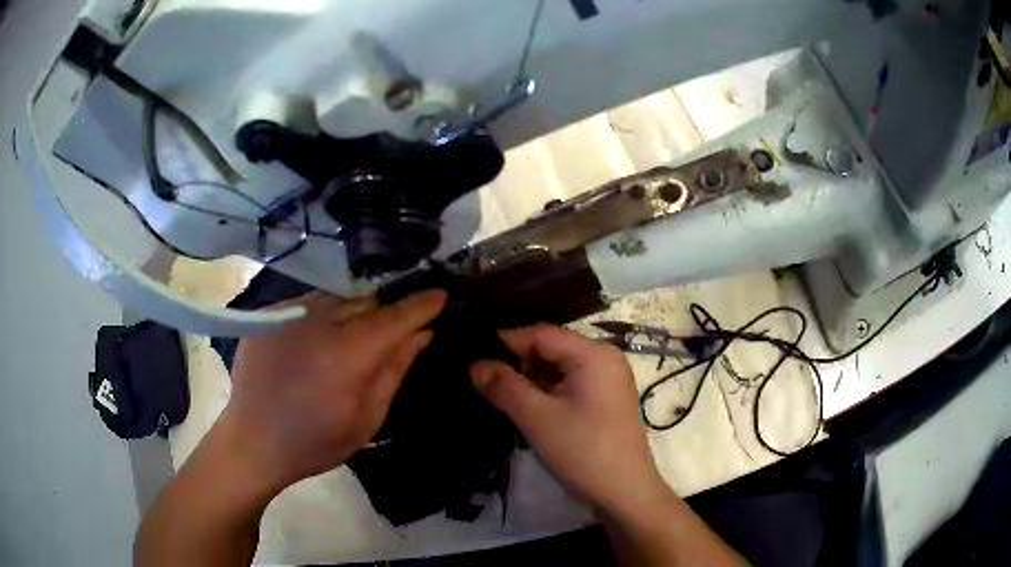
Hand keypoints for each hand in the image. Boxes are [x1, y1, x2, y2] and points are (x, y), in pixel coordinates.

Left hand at [220, 289, 446, 492]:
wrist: (253, 441)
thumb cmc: (314, 442)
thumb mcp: (366, 419)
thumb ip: (394, 371)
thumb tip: (422, 334)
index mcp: (346, 354)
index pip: (395, 317)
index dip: (421, 305)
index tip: (442, 295)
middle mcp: (318, 322)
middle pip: (368, 301)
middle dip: (388, 312)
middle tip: (397, 331)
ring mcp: (290, 314)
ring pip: (339, 297)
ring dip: (356, 311)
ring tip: (356, 337)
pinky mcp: (271, 314)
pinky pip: (311, 302)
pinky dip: (326, 314)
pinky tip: (321, 340)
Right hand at [469, 324, 669, 516]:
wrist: (625, 493)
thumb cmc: (583, 452)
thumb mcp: (537, 418)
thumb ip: (503, 386)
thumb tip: (473, 363)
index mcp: (594, 354)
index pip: (541, 334)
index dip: (505, 342)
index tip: (473, 355)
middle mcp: (605, 359)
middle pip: (551, 349)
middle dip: (517, 363)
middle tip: (484, 380)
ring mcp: (608, 380)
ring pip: (559, 368)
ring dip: (530, 381)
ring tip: (500, 396)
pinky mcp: (606, 400)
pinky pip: (570, 384)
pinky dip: (547, 393)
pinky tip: (527, 408)